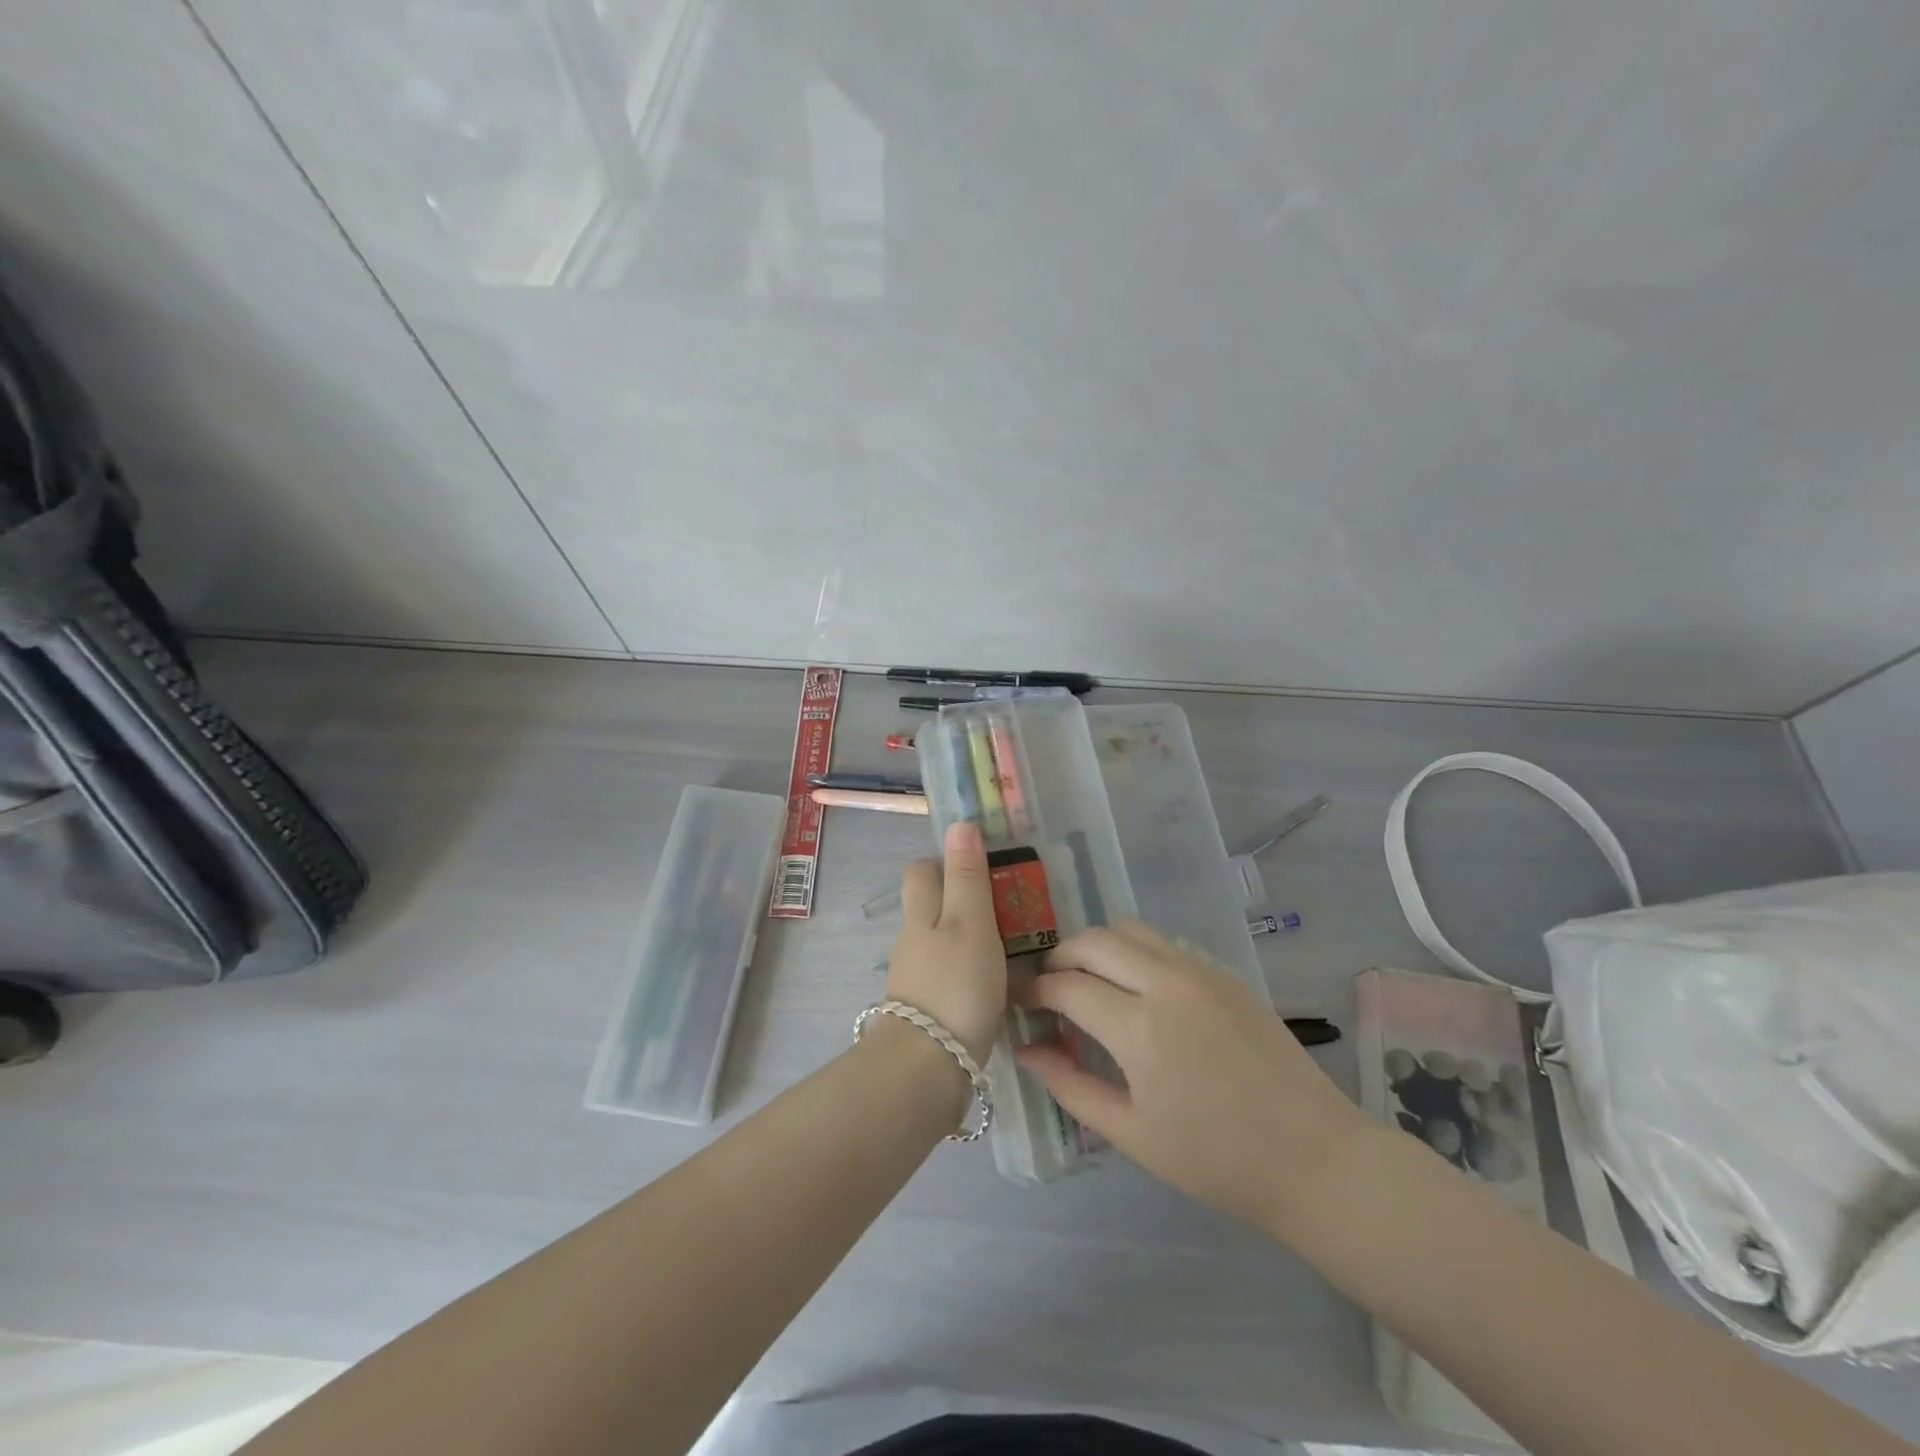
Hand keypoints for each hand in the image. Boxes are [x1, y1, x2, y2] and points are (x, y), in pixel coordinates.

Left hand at [883, 821, 1007, 1064]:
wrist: (927, 1069)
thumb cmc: (955, 985)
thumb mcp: (970, 922)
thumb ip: (967, 875)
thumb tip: (959, 823)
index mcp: (921, 913)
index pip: (923, 871)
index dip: (947, 861)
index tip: (984, 866)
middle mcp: (913, 941)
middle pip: (932, 907)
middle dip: (962, 902)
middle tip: (1008, 908)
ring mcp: (917, 978)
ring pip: (943, 944)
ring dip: (971, 940)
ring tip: (1015, 948)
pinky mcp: (928, 1012)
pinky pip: (951, 978)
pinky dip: (971, 974)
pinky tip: (999, 987)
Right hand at [1016, 920, 1371, 1227]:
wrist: (1314, 1158)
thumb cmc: (1215, 1160)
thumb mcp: (1131, 1134)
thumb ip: (1070, 1085)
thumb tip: (1026, 1050)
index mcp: (1139, 1028)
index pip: (1065, 985)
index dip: (1033, 991)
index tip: (1021, 1004)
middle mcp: (1166, 983)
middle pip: (1092, 941)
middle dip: (1059, 959)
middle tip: (1050, 991)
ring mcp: (1199, 971)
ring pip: (1129, 929)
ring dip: (1098, 948)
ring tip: (1091, 984)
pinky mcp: (1224, 973)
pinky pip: (1163, 944)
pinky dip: (1134, 953)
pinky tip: (1138, 992)